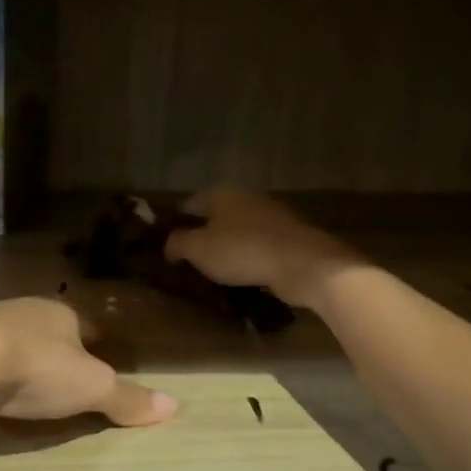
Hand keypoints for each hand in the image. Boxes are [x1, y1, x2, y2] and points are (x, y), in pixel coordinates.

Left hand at [0, 299, 177, 426]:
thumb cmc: (37, 368)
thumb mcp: (91, 388)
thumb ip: (128, 398)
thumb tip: (175, 406)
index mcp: (61, 313)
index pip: (84, 326)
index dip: (93, 344)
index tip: (98, 359)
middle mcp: (23, 309)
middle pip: (47, 330)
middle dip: (54, 350)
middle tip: (61, 376)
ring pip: (11, 339)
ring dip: (18, 357)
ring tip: (23, 384)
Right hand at [163, 188, 360, 308]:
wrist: (303, 263)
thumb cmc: (243, 251)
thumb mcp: (198, 249)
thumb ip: (177, 243)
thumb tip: (169, 245)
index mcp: (221, 193)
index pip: (187, 205)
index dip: (174, 226)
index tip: (167, 249)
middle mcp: (245, 197)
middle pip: (214, 217)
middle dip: (202, 237)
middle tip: (190, 264)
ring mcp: (270, 215)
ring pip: (237, 231)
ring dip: (227, 249)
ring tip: (216, 274)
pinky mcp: (288, 236)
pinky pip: (258, 246)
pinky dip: (249, 258)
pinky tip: (244, 277)